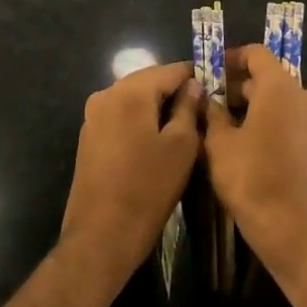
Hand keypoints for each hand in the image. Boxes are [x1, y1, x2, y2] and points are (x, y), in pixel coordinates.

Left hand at [60, 60, 201, 288]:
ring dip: (158, 107)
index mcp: (130, 92)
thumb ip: (188, 109)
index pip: (171, 69)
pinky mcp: (89, 136)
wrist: (101, 237)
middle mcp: (106, 94)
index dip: (196, 76)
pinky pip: (121, 115)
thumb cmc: (148, 189)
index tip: (217, 88)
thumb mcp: (181, 147)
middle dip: (175, 91)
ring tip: (183, 127)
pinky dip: (140, 120)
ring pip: (134, 99)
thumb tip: (194, 86)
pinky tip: (156, 141)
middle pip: (149, 81)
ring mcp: (93, 115)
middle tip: (202, 110)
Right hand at [205, 44, 306, 280]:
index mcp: (279, 88)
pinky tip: (248, 144)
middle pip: (268, 76)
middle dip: (239, 84)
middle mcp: (302, 96)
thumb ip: (213, 114)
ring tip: (226, 124)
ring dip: (254, 104)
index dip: (232, 57)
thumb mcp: (220, 144)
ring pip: (280, 100)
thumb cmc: (251, 178)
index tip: (211, 72)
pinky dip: (270, 121)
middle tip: (212, 101)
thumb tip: (207, 99)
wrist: (292, 227)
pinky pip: (290, 120)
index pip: (257, 53)